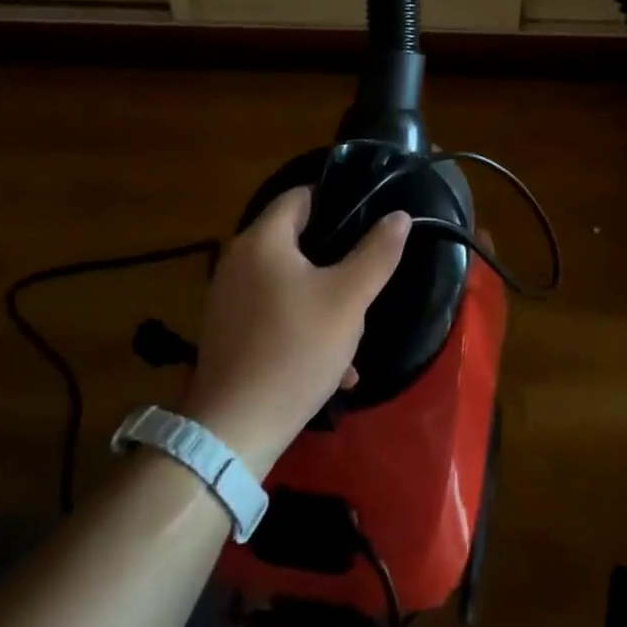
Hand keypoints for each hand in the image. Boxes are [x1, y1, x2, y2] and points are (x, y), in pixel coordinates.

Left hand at [181, 188, 409, 475]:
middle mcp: (238, 260)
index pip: (301, 196)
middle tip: (366, 276)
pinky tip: (333, 365)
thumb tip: (399, 216)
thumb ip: (377, 253)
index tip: (368, 220)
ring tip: (353, 328)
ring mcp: (228, 298)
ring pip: (288, 282)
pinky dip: (301, 326)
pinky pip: (273, 314)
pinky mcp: (227, 333)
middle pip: (295, 240)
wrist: (235, 430)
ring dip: (322, 298)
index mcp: (262, 240)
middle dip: (335, 258)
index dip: (337, 201)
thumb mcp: (349, 299)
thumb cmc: (296, 349)